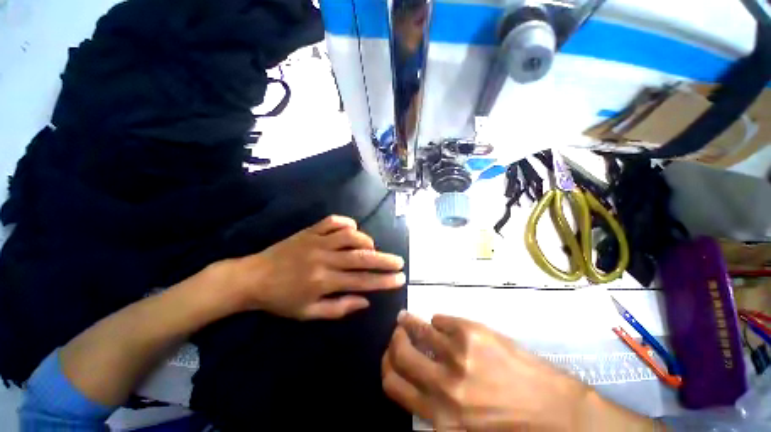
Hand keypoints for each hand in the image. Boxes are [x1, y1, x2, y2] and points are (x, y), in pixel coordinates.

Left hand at [226, 215, 405, 319]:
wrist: (252, 277)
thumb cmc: (281, 299)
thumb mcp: (309, 313)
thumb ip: (339, 308)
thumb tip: (366, 301)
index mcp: (323, 281)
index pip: (362, 281)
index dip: (383, 281)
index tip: (400, 279)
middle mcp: (324, 258)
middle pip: (361, 257)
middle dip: (384, 260)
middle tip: (399, 261)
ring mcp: (317, 241)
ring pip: (350, 235)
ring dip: (366, 240)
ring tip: (373, 247)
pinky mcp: (310, 230)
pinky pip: (333, 221)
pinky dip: (347, 223)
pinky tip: (352, 230)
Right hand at [382, 313, 654, 431]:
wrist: (553, 409)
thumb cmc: (508, 425)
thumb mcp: (463, 429)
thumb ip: (433, 406)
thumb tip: (412, 376)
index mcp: (440, 416)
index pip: (393, 385)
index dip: (387, 366)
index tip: (389, 354)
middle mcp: (444, 384)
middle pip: (400, 353)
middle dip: (395, 340)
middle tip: (398, 333)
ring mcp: (458, 354)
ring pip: (417, 328)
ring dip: (408, 322)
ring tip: (407, 319)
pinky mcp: (472, 332)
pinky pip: (440, 319)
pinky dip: (437, 321)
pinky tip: (443, 326)